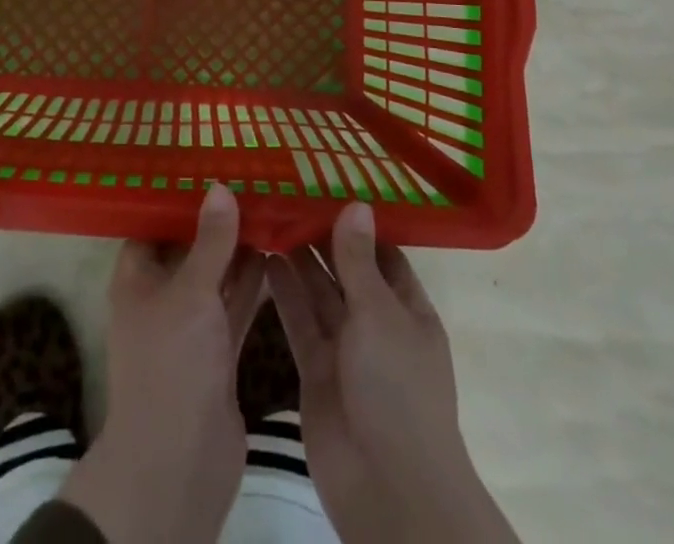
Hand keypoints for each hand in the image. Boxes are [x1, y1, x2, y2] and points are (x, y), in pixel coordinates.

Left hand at [58, 184, 266, 543]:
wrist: (178, 465)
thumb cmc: (171, 364)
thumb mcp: (191, 292)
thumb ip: (210, 241)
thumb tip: (220, 186)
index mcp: (137, 277)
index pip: (154, 223)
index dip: (179, 196)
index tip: (211, 164)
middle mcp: (161, 296)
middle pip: (189, 247)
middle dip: (217, 220)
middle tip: (252, 180)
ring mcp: (190, 326)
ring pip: (215, 276)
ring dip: (238, 250)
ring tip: (271, 206)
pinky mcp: (216, 352)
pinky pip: (233, 305)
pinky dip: (250, 283)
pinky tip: (276, 252)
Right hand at [268, 203, 518, 543]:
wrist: (386, 488)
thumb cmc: (396, 388)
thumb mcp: (380, 314)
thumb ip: (359, 261)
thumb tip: (356, 204)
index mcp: (408, 309)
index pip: (383, 254)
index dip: (358, 224)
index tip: (328, 186)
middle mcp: (377, 324)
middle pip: (347, 271)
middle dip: (322, 238)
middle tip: (287, 194)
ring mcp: (346, 349)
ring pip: (319, 294)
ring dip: (299, 260)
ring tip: (270, 217)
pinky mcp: (316, 371)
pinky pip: (300, 322)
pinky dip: (285, 293)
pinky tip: (265, 259)